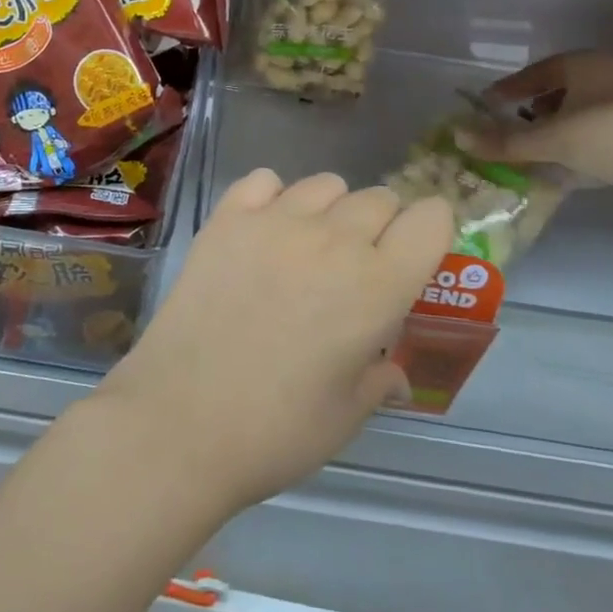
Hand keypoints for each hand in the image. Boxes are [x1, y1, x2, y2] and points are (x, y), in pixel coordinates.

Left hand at [97, 170, 451, 511]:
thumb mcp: (346, 416)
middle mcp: (333, 239)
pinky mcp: (226, 220)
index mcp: (378, 286)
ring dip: (331, 208)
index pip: (430, 220)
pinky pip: (263, 181)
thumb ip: (380, 381)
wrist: (180, 421)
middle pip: (379, 198)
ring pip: (325, 183)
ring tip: (311, 246)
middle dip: (383, 224)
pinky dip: (272, 197)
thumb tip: (395, 375)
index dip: (432, 230)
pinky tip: (263, 230)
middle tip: (360, 264)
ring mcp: (274, 222)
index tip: (419, 252)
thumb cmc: (276, 431)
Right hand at [456, 50, 612, 227]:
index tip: (483, 108)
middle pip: (555, 96)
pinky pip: (596, 144)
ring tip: (526, 160)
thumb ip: (504, 140)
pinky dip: (575, 156)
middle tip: (502, 138)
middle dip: (528, 117)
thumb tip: (457, 136)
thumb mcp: (553, 138)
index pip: (534, 73)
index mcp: (583, 65)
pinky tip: (561, 175)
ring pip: (576, 122)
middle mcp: (605, 80)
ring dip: (551, 140)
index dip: (507, 90)